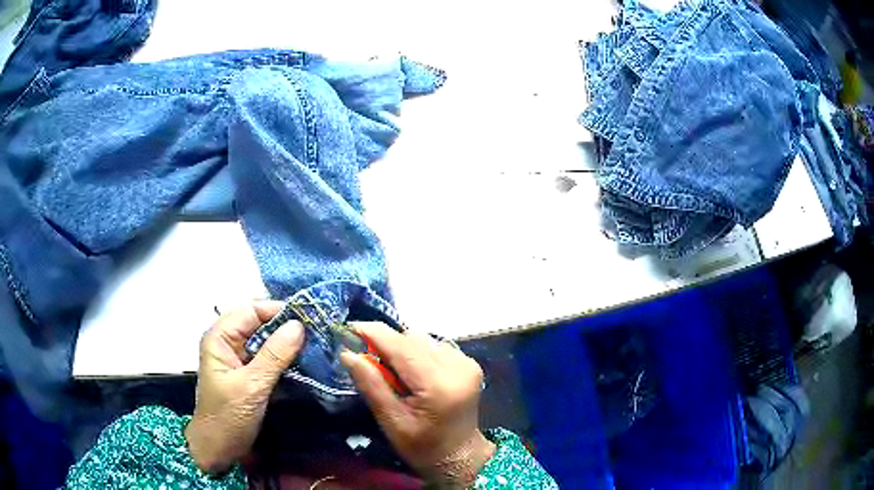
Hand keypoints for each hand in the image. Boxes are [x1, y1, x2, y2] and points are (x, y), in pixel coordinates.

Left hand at [185, 301, 303, 473]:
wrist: (220, 449)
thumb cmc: (228, 417)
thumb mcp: (252, 386)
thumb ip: (274, 355)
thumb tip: (299, 325)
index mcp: (220, 337)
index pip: (251, 310)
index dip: (278, 310)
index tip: (309, 318)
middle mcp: (228, 342)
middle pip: (259, 323)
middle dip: (286, 326)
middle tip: (317, 332)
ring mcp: (238, 358)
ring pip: (265, 340)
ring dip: (288, 343)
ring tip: (316, 345)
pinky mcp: (248, 374)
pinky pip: (268, 358)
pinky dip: (285, 358)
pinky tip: (305, 362)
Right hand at [341, 323, 495, 485]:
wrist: (460, 456)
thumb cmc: (422, 447)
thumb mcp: (391, 422)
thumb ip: (372, 385)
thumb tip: (348, 353)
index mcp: (438, 385)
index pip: (402, 347)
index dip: (374, 333)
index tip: (350, 328)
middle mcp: (457, 367)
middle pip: (413, 338)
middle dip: (387, 343)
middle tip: (368, 359)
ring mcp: (466, 363)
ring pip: (424, 339)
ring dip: (403, 348)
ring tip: (393, 370)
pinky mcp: (469, 363)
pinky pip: (435, 346)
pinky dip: (418, 353)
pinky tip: (413, 372)